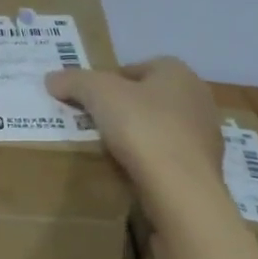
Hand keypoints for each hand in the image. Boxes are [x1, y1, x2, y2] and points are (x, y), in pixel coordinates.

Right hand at [44, 57, 222, 181]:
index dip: (108, 82)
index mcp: (177, 72)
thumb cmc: (142, 128)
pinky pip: (168, 157)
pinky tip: (132, 173)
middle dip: (123, 109)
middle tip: (94, 124)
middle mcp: (197, 97)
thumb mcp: (98, 93)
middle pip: (147, 98)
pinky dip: (151, 161)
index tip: (88, 101)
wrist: (181, 190)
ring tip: (109, 151)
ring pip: (160, 128)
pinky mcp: (204, 168)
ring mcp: (205, 135)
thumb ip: (74, 80)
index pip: (135, 68)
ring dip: (138, 136)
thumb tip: (52, 78)